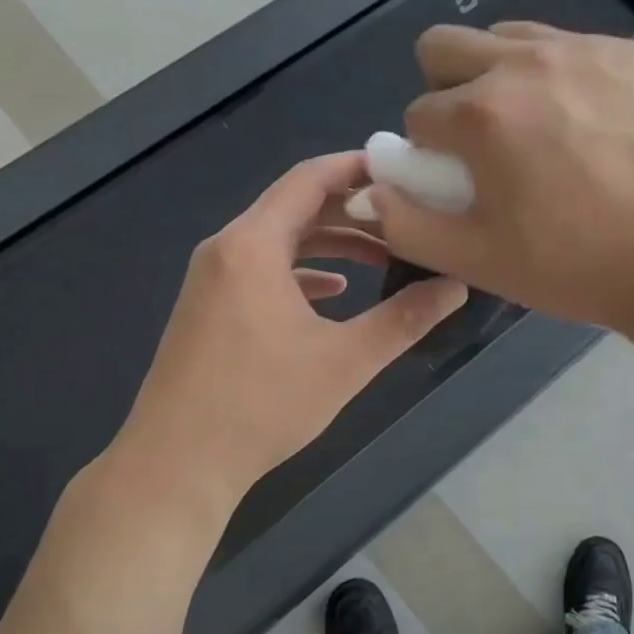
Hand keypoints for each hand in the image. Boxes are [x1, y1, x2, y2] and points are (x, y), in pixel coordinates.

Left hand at [82, 153, 466, 551]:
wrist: (176, 465)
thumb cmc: (262, 404)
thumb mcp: (346, 360)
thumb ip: (405, 319)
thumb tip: (457, 286)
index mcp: (253, 245)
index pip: (310, 179)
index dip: (359, 168)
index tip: (406, 171)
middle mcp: (227, 249)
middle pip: (297, 206)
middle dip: (355, 209)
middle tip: (409, 215)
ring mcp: (213, 279)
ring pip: (281, 240)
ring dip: (332, 243)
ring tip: (385, 255)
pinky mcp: (211, 308)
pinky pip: (264, 270)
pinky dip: (304, 271)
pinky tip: (336, 293)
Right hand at [369, 22, 633, 331]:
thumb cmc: (573, 265)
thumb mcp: (477, 260)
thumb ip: (407, 223)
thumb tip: (368, 187)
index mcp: (481, 113)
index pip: (419, 115)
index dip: (432, 154)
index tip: (465, 183)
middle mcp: (525, 62)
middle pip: (444, 47)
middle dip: (448, 91)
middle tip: (486, 142)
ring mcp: (584, 49)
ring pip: (507, 36)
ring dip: (502, 76)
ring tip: (540, 129)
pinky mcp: (630, 53)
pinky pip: (569, 45)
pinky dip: (561, 77)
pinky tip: (591, 125)